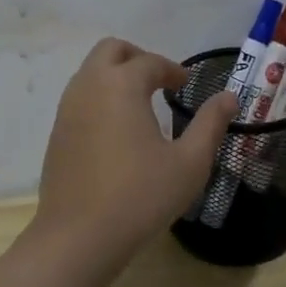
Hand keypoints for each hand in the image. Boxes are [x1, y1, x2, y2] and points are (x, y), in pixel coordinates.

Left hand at [35, 38, 238, 269]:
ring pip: (91, 71)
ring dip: (116, 76)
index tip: (187, 85)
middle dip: (138, 58)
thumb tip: (228, 97)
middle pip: (111, 50)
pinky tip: (117, 130)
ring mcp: (67, 108)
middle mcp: (90, 85)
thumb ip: (210, 124)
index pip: (151, 62)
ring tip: (140, 104)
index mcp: (122, 85)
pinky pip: (80, 96)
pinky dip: (100, 96)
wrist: (78, 237)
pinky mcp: (57, 131)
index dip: (173, 70)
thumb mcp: (189, 163)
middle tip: (160, 82)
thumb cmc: (140, 197)